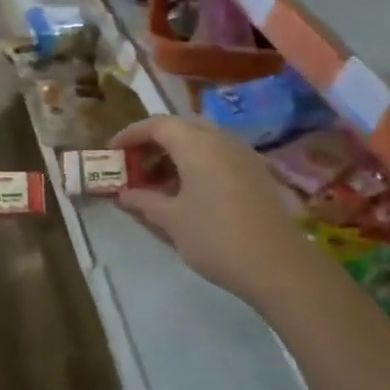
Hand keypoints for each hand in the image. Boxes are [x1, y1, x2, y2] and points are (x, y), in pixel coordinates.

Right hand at [110, 116, 317, 307]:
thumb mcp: (171, 221)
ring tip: (158, 182)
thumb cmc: (216, 238)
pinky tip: (188, 192)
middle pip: (181, 127)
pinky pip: (218, 155)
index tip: (112, 151)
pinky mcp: (256, 172)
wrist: (278, 265)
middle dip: (154, 142)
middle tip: (135, 165)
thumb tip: (124, 194)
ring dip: (176, 154)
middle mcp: (221, 139)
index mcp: (196, 144)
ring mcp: (243, 154)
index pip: (157, 124)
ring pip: (202, 141)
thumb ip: (144, 201)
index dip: (131, 134)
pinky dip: (197, 164)